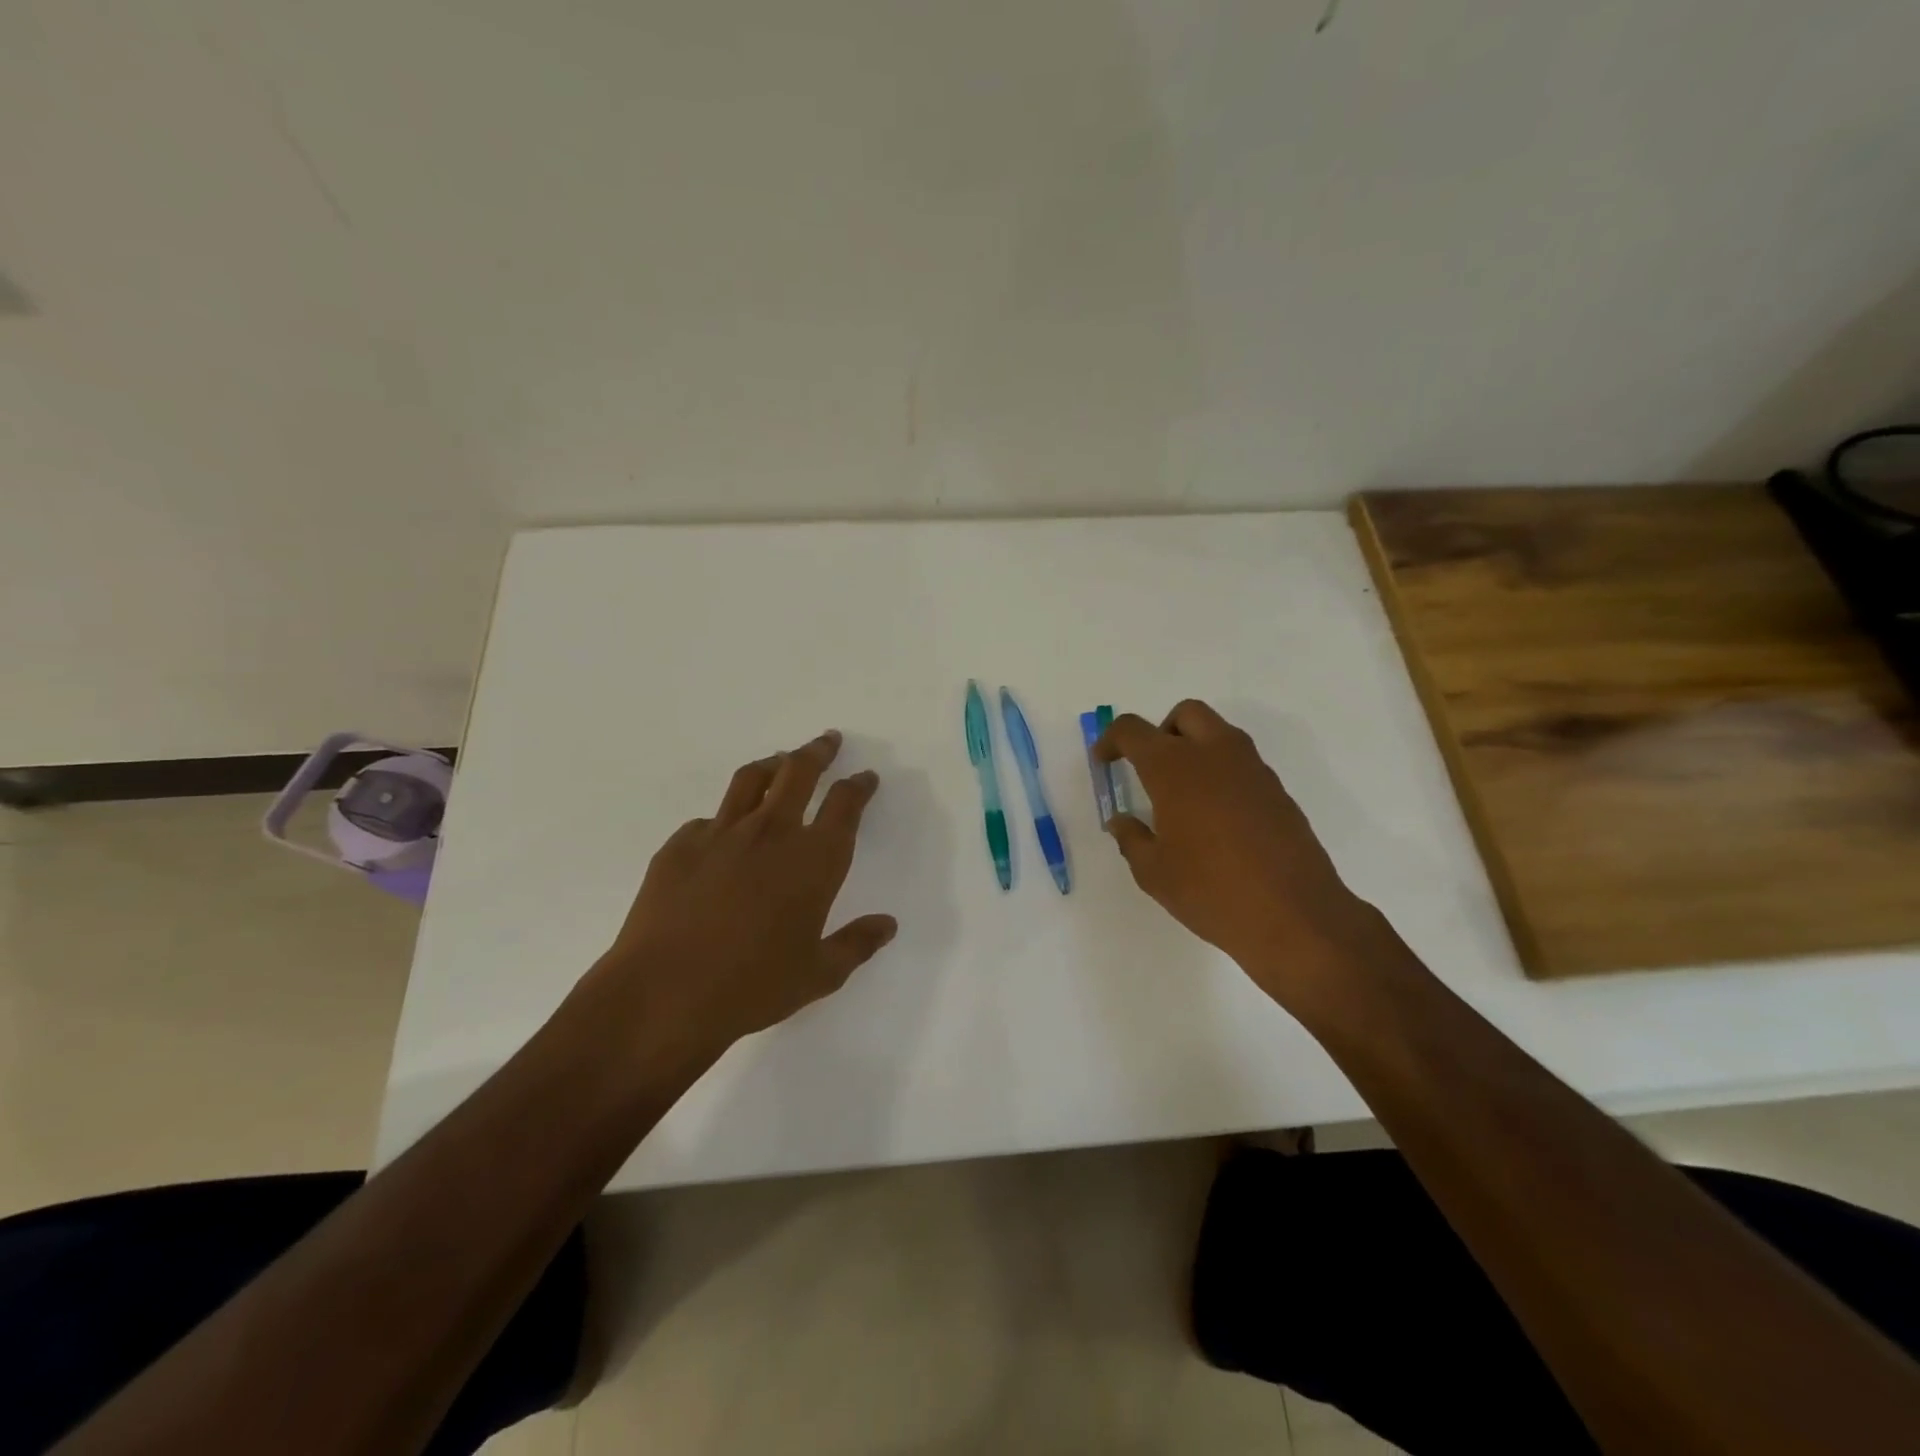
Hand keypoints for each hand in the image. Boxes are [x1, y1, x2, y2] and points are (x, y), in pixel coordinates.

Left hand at [591, 730, 896, 1057]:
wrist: (664, 995)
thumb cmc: (752, 987)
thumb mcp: (818, 974)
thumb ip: (857, 944)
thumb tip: (888, 925)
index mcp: (813, 860)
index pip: (845, 805)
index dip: (858, 786)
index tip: (865, 776)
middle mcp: (771, 833)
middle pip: (799, 772)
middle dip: (818, 752)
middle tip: (828, 741)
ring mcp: (721, 834)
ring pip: (752, 779)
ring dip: (774, 763)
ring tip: (781, 760)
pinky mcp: (680, 845)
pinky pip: (709, 819)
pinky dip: (726, 817)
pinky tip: (724, 832)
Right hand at [1096, 700, 1377, 1005]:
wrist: (1294, 916)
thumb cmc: (1211, 891)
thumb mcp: (1154, 872)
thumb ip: (1131, 839)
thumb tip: (1121, 821)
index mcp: (1175, 768)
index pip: (1133, 730)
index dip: (1111, 740)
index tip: (1104, 762)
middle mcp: (1215, 755)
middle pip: (1185, 714)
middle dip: (1161, 730)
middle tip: (1149, 768)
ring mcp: (1252, 770)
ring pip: (1218, 733)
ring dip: (1194, 748)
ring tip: (1182, 795)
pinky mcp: (1277, 790)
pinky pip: (1241, 763)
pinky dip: (1220, 773)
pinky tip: (1215, 817)